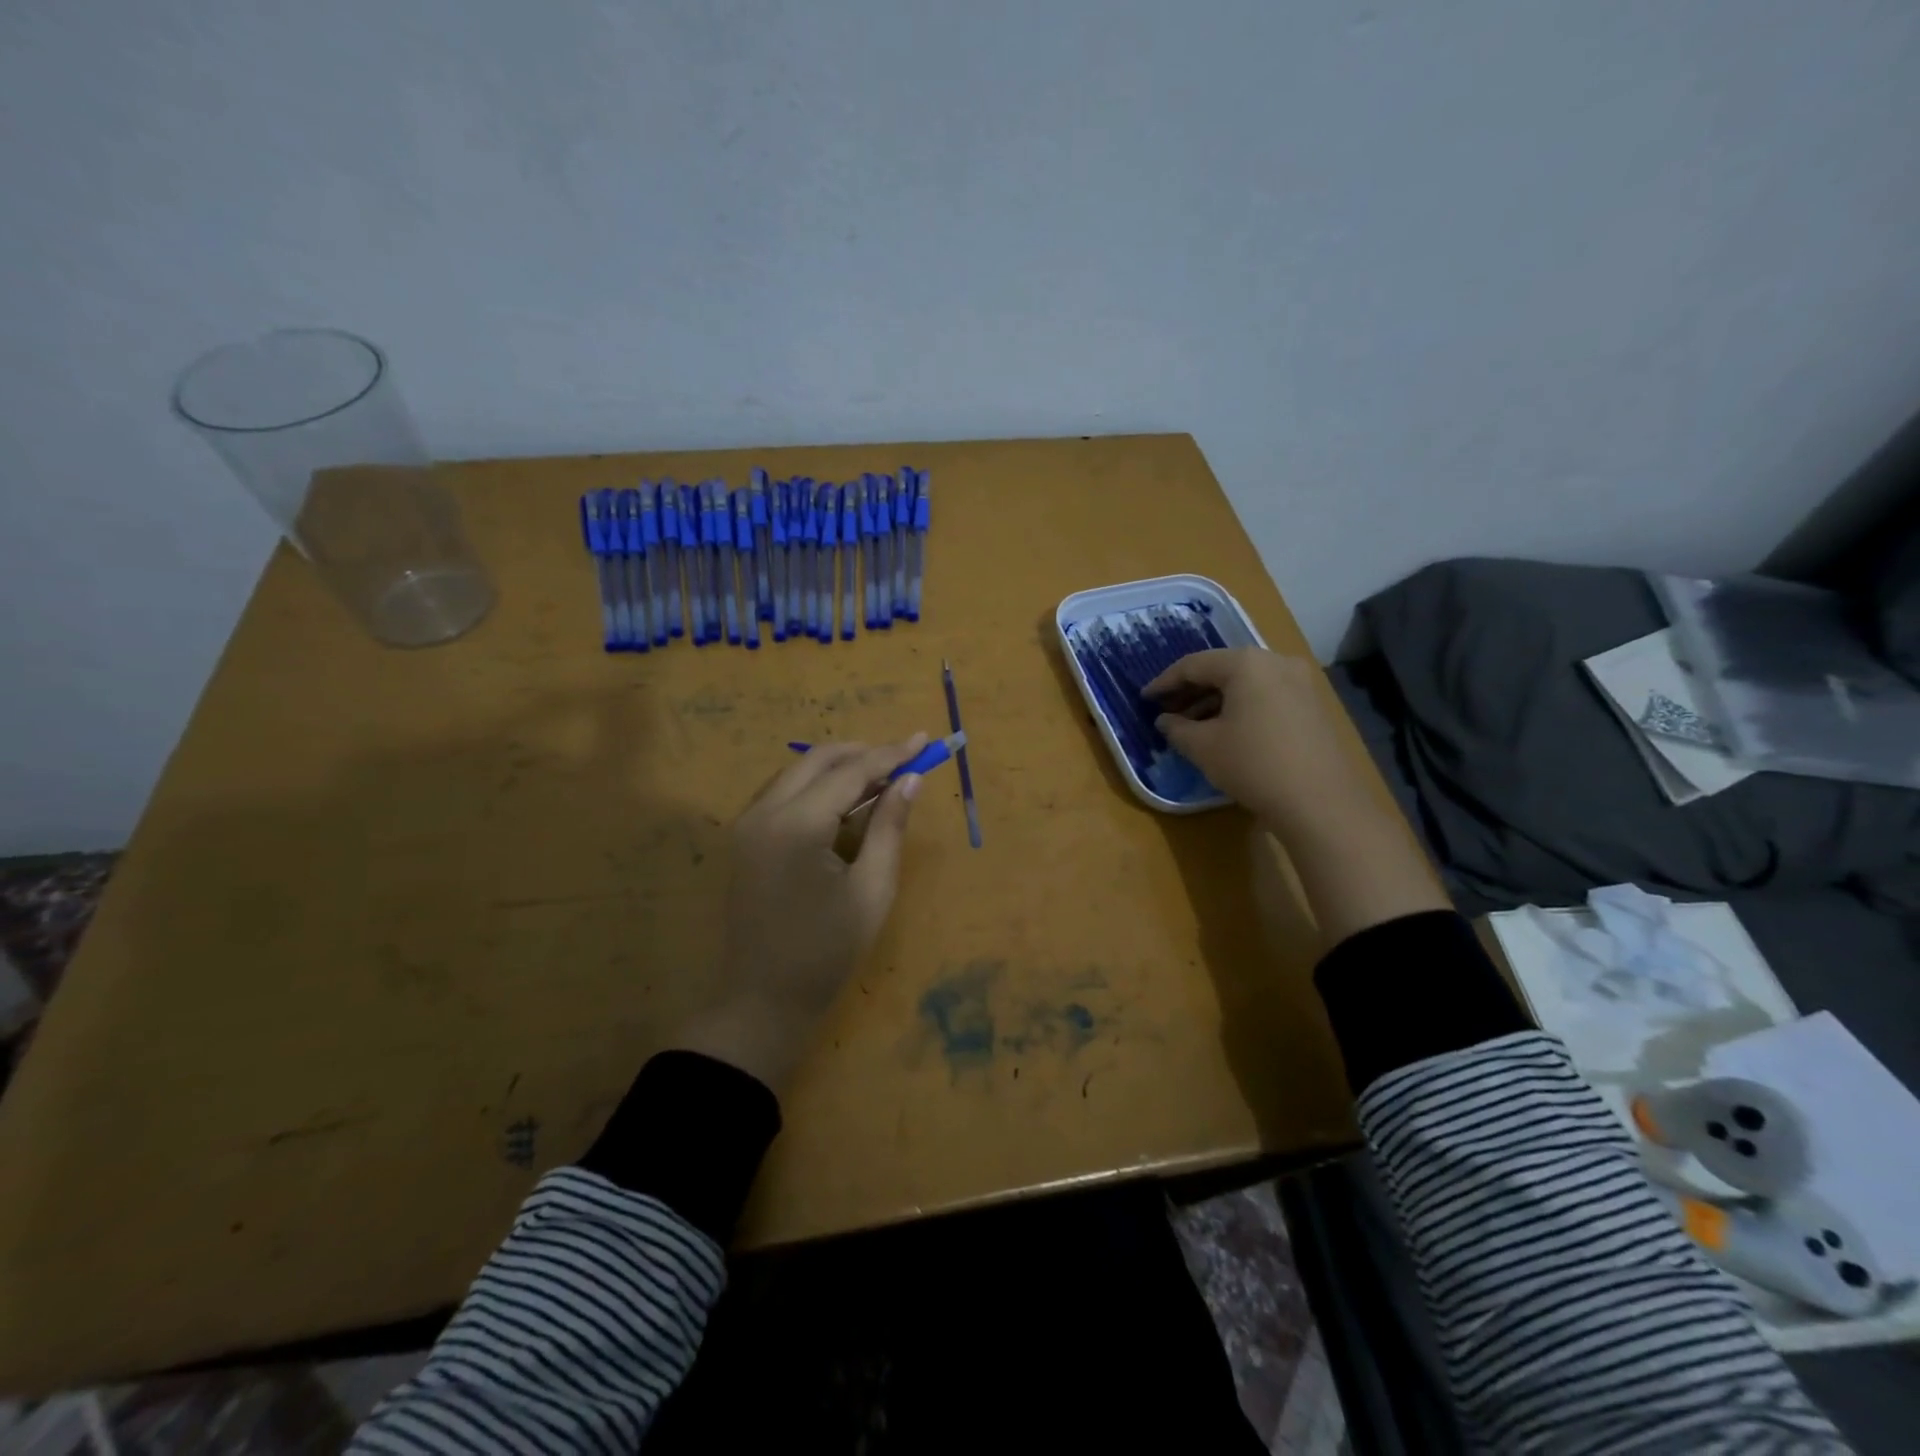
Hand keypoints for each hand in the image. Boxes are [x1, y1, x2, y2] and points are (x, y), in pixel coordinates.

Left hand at [670, 734, 927, 1090]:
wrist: (762, 1000)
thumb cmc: (826, 951)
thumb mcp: (872, 889)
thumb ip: (889, 827)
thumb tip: (911, 779)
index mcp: (797, 825)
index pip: (850, 772)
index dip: (891, 754)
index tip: (925, 740)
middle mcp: (764, 812)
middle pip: (818, 760)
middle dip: (863, 753)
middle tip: (905, 758)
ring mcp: (748, 824)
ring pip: (797, 772)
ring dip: (839, 767)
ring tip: (882, 779)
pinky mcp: (745, 838)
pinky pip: (784, 793)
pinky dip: (817, 786)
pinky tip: (846, 802)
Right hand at [1145, 649, 1447, 943]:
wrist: (1320, 802)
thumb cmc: (1253, 764)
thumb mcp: (1203, 747)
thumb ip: (1177, 728)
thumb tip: (1165, 721)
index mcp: (1246, 663)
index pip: (1193, 664)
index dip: (1164, 682)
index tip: (1144, 699)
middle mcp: (1275, 662)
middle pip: (1222, 670)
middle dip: (1190, 691)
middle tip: (1165, 712)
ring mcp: (1300, 683)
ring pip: (1245, 684)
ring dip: (1214, 701)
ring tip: (1189, 725)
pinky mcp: (1312, 706)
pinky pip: (1265, 696)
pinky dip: (1239, 708)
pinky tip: (1223, 731)